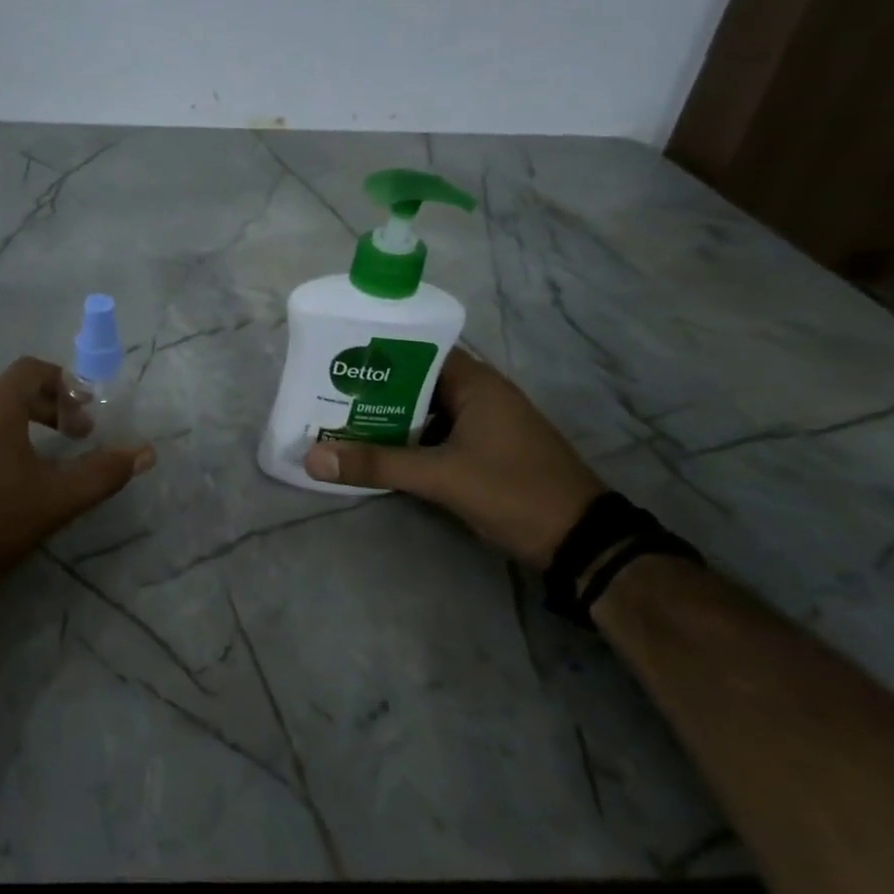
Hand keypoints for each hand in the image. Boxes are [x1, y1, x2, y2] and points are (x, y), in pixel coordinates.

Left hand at [0, 356, 155, 602]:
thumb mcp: (55, 501)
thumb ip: (102, 473)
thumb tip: (146, 452)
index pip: (33, 370)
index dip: (65, 385)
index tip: (83, 418)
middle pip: (8, 393)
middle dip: (45, 410)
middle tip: (69, 440)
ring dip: (11, 429)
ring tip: (29, 466)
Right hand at [303, 350, 601, 570]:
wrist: (581, 542)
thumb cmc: (513, 491)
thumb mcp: (441, 477)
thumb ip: (377, 465)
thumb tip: (312, 458)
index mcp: (476, 383)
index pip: (418, 350)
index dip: (377, 353)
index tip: (335, 359)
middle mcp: (480, 396)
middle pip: (416, 382)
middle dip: (373, 391)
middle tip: (326, 394)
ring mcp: (484, 425)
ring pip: (424, 412)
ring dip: (388, 419)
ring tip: (339, 421)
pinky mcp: (483, 452)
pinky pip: (435, 436)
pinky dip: (407, 442)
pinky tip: (375, 453)